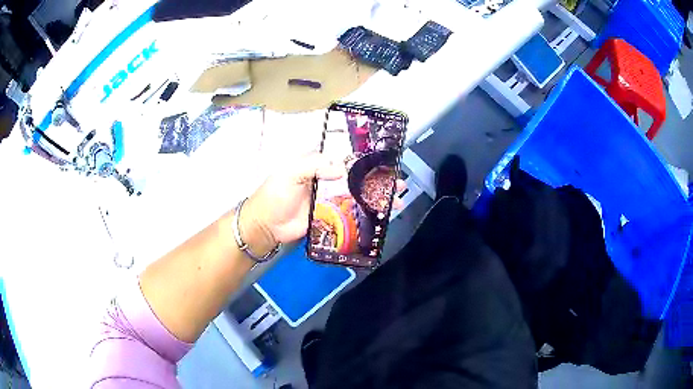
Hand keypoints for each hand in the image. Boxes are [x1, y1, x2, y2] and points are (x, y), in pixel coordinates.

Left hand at [240, 153, 405, 250]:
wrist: (266, 224)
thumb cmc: (275, 194)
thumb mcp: (290, 173)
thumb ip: (314, 166)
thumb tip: (342, 169)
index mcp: (321, 166)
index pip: (348, 159)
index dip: (368, 160)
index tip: (387, 162)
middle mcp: (330, 181)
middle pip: (360, 179)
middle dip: (380, 180)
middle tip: (400, 184)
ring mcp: (333, 200)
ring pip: (360, 197)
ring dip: (378, 198)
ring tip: (397, 202)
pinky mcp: (333, 218)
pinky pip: (353, 215)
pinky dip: (367, 215)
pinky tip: (382, 217)